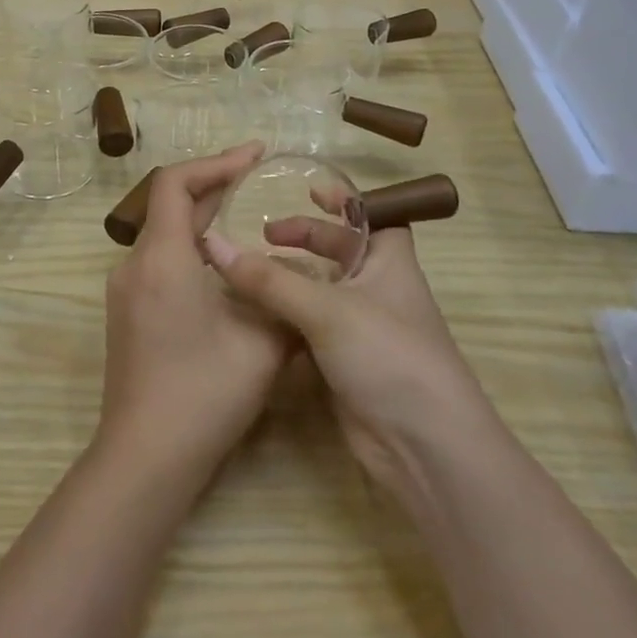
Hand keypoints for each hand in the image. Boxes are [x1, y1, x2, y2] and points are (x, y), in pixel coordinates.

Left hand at [99, 143, 291, 481]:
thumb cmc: (204, 394)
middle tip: (258, 178)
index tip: (255, 155)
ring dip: (203, 219)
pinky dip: (191, 248)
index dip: (215, 161)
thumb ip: (285, 296)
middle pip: (169, 205)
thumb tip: (304, 272)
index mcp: (162, 258)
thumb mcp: (262, 343)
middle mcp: (134, 265)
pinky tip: (225, 267)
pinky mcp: (126, 314)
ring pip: (164, 235)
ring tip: (248, 216)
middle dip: (214, 186)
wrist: (145, 456)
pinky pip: (159, 261)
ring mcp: (125, 291)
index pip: (175, 182)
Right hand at [201, 217, 486, 513]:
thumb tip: (213, 244)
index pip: (372, 216)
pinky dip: (287, 316)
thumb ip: (269, 279)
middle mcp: (379, 289)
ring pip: (323, 290)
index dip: (345, 201)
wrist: (423, 447)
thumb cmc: (388, 356)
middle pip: (342, 251)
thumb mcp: (327, 309)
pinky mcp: (346, 363)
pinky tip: (257, 314)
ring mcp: (362, 329)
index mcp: (390, 262)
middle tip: (267, 233)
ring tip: (252, 270)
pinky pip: (312, 326)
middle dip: (308, 238)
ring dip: (292, 279)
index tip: (308, 189)